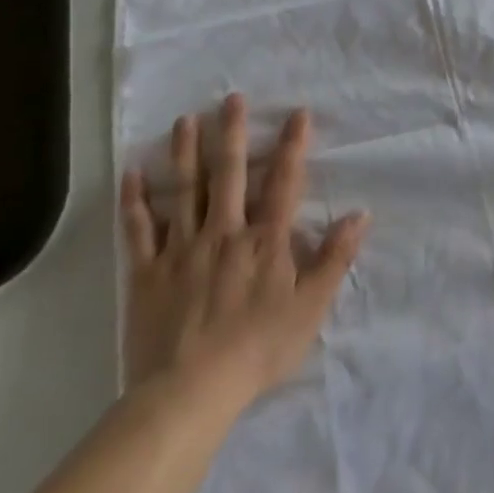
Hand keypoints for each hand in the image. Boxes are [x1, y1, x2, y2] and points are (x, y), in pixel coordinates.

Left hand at [121, 93, 368, 416]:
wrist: (189, 393)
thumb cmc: (257, 349)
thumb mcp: (311, 307)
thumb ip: (335, 258)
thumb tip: (361, 213)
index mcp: (265, 240)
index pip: (284, 182)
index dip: (293, 146)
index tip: (298, 113)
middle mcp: (225, 232)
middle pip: (231, 174)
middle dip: (233, 133)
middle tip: (231, 98)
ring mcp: (183, 249)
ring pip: (185, 190)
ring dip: (186, 152)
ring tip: (186, 119)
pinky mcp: (148, 273)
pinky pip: (141, 229)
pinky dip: (136, 200)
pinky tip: (133, 172)